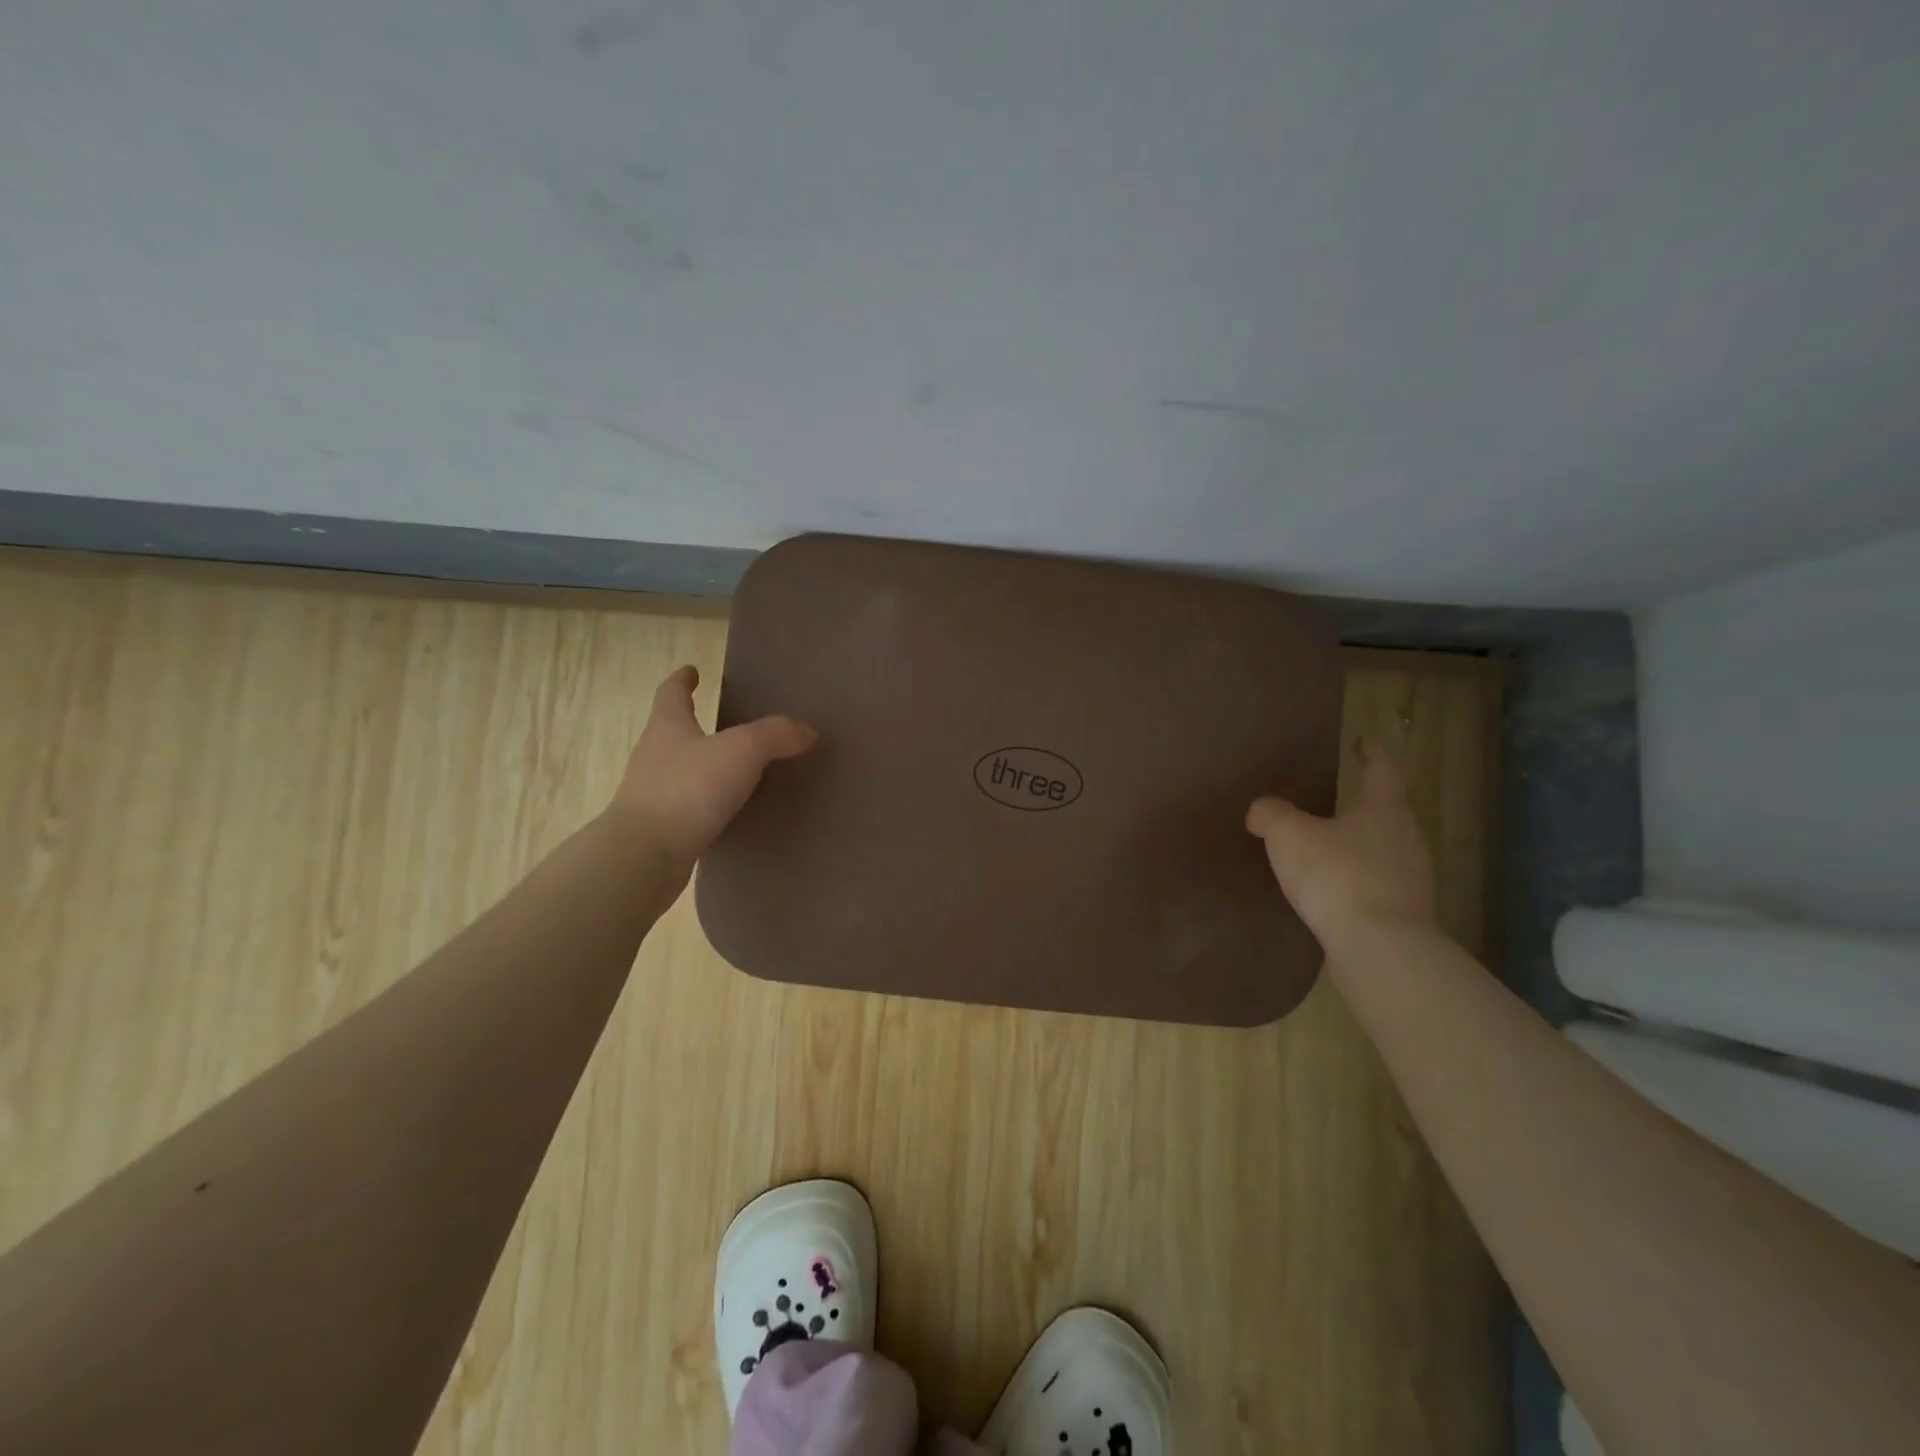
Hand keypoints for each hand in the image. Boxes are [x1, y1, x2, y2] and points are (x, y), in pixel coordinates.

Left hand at [610, 666, 816, 868]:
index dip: (682, 680)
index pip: (671, 693)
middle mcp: (654, 756)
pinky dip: (708, 803)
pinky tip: (731, 811)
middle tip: (726, 721)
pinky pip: (690, 807)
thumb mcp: (742, 751)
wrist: (645, 854)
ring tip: (738, 769)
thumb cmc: (689, 788)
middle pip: (674, 731)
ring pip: (682, 771)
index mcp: (668, 727)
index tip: (691, 670)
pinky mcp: (661, 829)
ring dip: (705, 766)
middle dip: (696, 724)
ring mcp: (653, 794)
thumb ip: (775, 735)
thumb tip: (806, 730)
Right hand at [1246, 736, 1436, 953]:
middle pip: (1388, 810)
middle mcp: (1407, 837)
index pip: (1381, 769)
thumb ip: (1271, 814)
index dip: (1371, 752)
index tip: (1363, 740)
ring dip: (1361, 843)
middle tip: (1338, 796)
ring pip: (1385, 848)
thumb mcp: (1288, 835)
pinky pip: (1379, 883)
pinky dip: (1359, 878)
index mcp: (1384, 809)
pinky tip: (1334, 889)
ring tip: (1329, 845)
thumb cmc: (1337, 876)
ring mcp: (1412, 878)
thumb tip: (1262, 810)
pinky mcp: (1405, 913)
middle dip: (1365, 802)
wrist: (1378, 948)